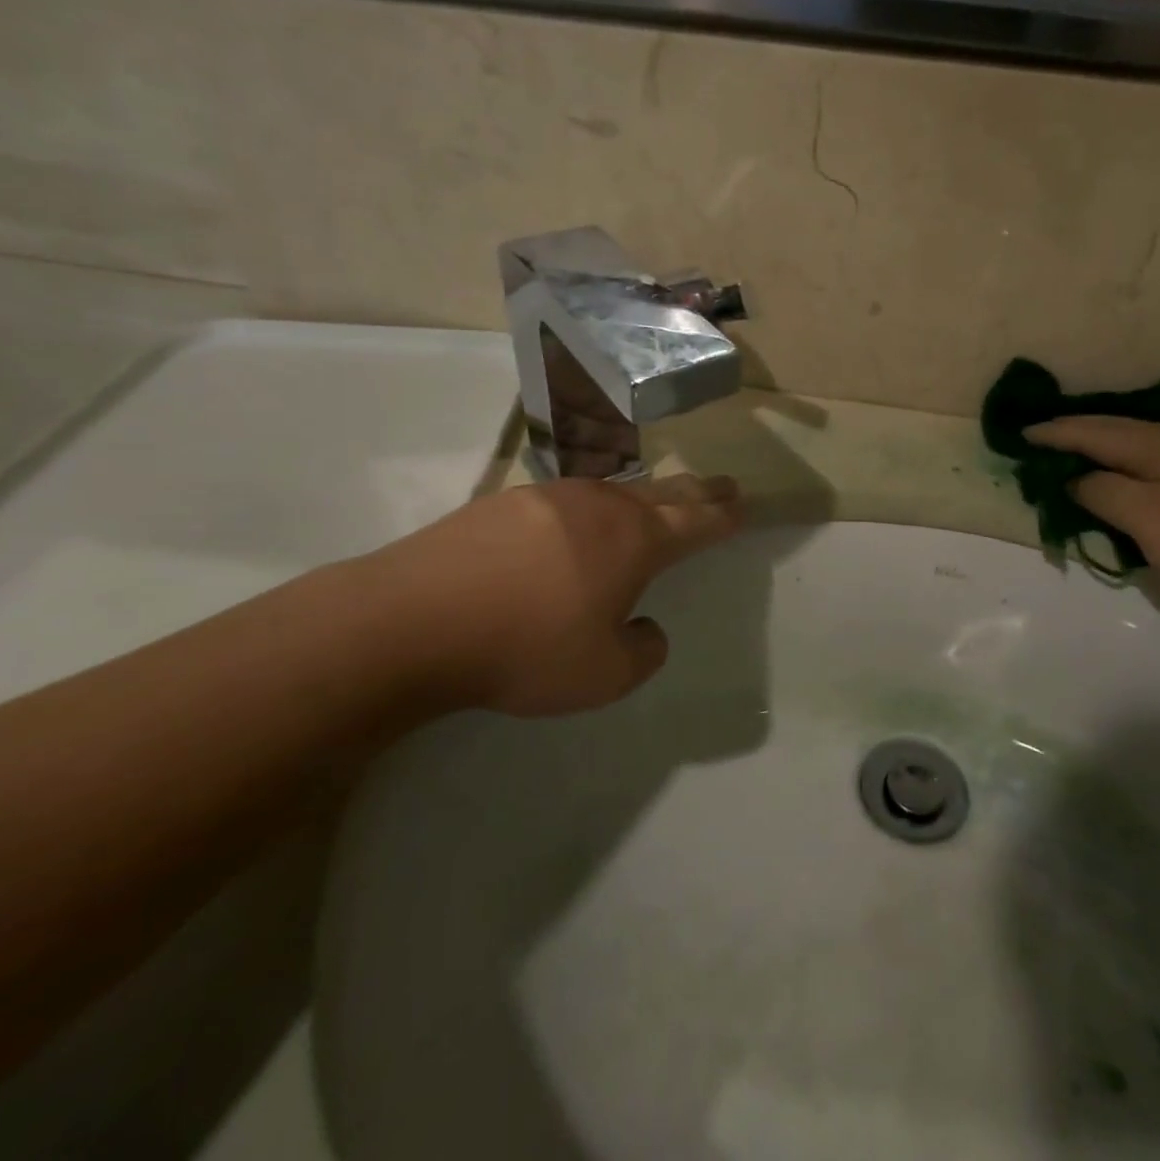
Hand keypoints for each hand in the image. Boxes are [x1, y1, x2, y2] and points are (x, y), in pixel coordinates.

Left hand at [350, 474, 743, 716]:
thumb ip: (642, 652)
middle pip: (662, 494)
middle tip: (722, 485)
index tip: (743, 506)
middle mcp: (600, 507)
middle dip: (697, 492)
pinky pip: (566, 502)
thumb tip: (647, 628)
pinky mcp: (504, 503)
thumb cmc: (526, 648)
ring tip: (652, 504)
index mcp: (634, 541)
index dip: (723, 517)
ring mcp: (549, 497)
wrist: (416, 620)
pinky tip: (575, 525)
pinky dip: (588, 510)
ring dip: (642, 498)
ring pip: (612, 492)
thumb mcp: (604, 675)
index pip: (695, 523)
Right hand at [1027, 418, 1159, 605]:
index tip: (1021, 436)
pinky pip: (1159, 473)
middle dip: (1078, 437)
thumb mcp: (1144, 516)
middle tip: (1045, 444)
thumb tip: (1078, 479)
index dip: (1054, 433)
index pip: (1091, 431)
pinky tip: (1132, 488)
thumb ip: (1102, 492)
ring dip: (1106, 455)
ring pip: (1141, 452)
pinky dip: (1131, 476)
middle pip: (1117, 434)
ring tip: (1080, 464)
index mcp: (1156, 444)